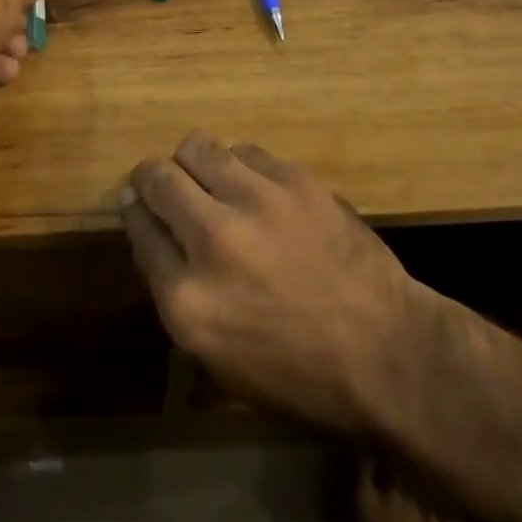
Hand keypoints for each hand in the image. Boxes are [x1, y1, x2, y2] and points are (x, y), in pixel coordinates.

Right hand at [120, 130, 427, 435]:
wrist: (387, 353)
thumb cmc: (298, 373)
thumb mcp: (218, 357)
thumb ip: (175, 290)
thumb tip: (150, 227)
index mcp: (188, 300)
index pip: (138, 229)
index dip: (134, 211)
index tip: (137, 204)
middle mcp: (212, 240)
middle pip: (158, 178)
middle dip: (151, 178)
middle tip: (162, 183)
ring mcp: (255, 202)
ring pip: (197, 147)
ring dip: (193, 162)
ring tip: (207, 177)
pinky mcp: (292, 179)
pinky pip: (245, 151)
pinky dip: (239, 165)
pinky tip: (253, 187)